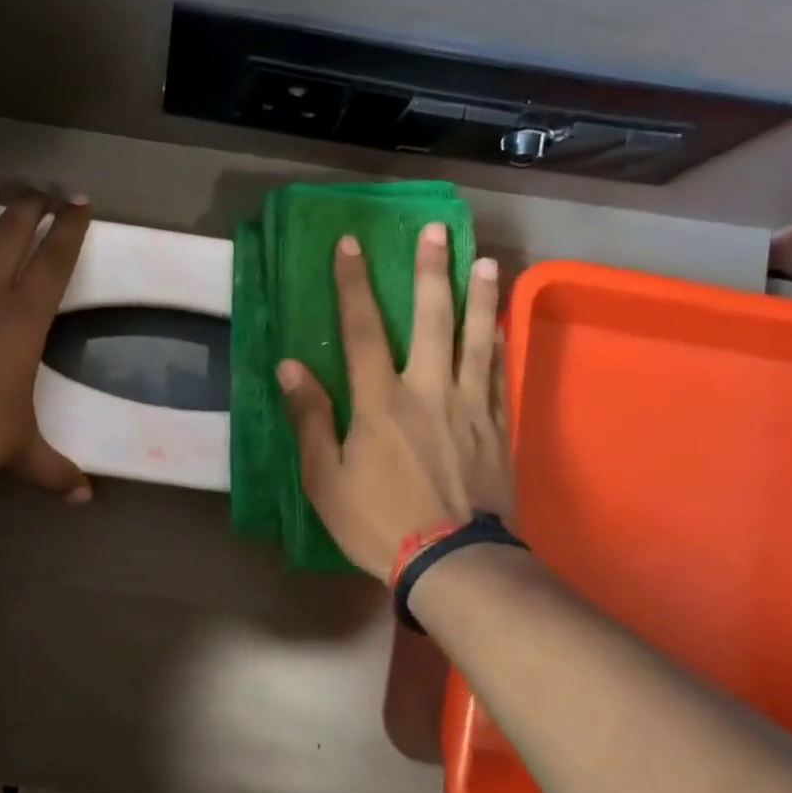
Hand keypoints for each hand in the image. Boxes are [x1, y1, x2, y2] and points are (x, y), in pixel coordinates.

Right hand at [279, 225, 513, 575]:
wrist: (453, 562)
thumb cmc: (378, 522)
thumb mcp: (325, 479)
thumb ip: (311, 419)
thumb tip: (290, 368)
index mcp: (381, 402)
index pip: (363, 330)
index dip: (354, 285)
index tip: (351, 244)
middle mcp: (429, 391)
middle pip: (433, 319)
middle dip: (433, 271)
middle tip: (439, 229)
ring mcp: (470, 408)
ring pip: (478, 340)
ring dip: (480, 297)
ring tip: (486, 261)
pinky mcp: (496, 429)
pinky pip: (499, 376)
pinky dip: (499, 345)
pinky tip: (501, 326)